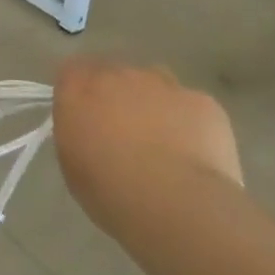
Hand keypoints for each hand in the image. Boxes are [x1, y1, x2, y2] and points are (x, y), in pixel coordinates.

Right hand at [53, 59, 243, 228]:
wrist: (174, 203)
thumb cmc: (109, 190)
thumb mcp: (72, 163)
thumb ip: (77, 130)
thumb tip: (90, 127)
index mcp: (79, 90)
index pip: (72, 71)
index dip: (80, 91)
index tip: (85, 116)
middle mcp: (120, 76)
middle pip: (116, 74)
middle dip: (117, 96)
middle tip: (124, 133)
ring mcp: (164, 84)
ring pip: (155, 83)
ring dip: (153, 103)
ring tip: (162, 143)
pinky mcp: (203, 101)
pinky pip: (191, 105)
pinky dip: (190, 123)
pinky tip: (193, 154)